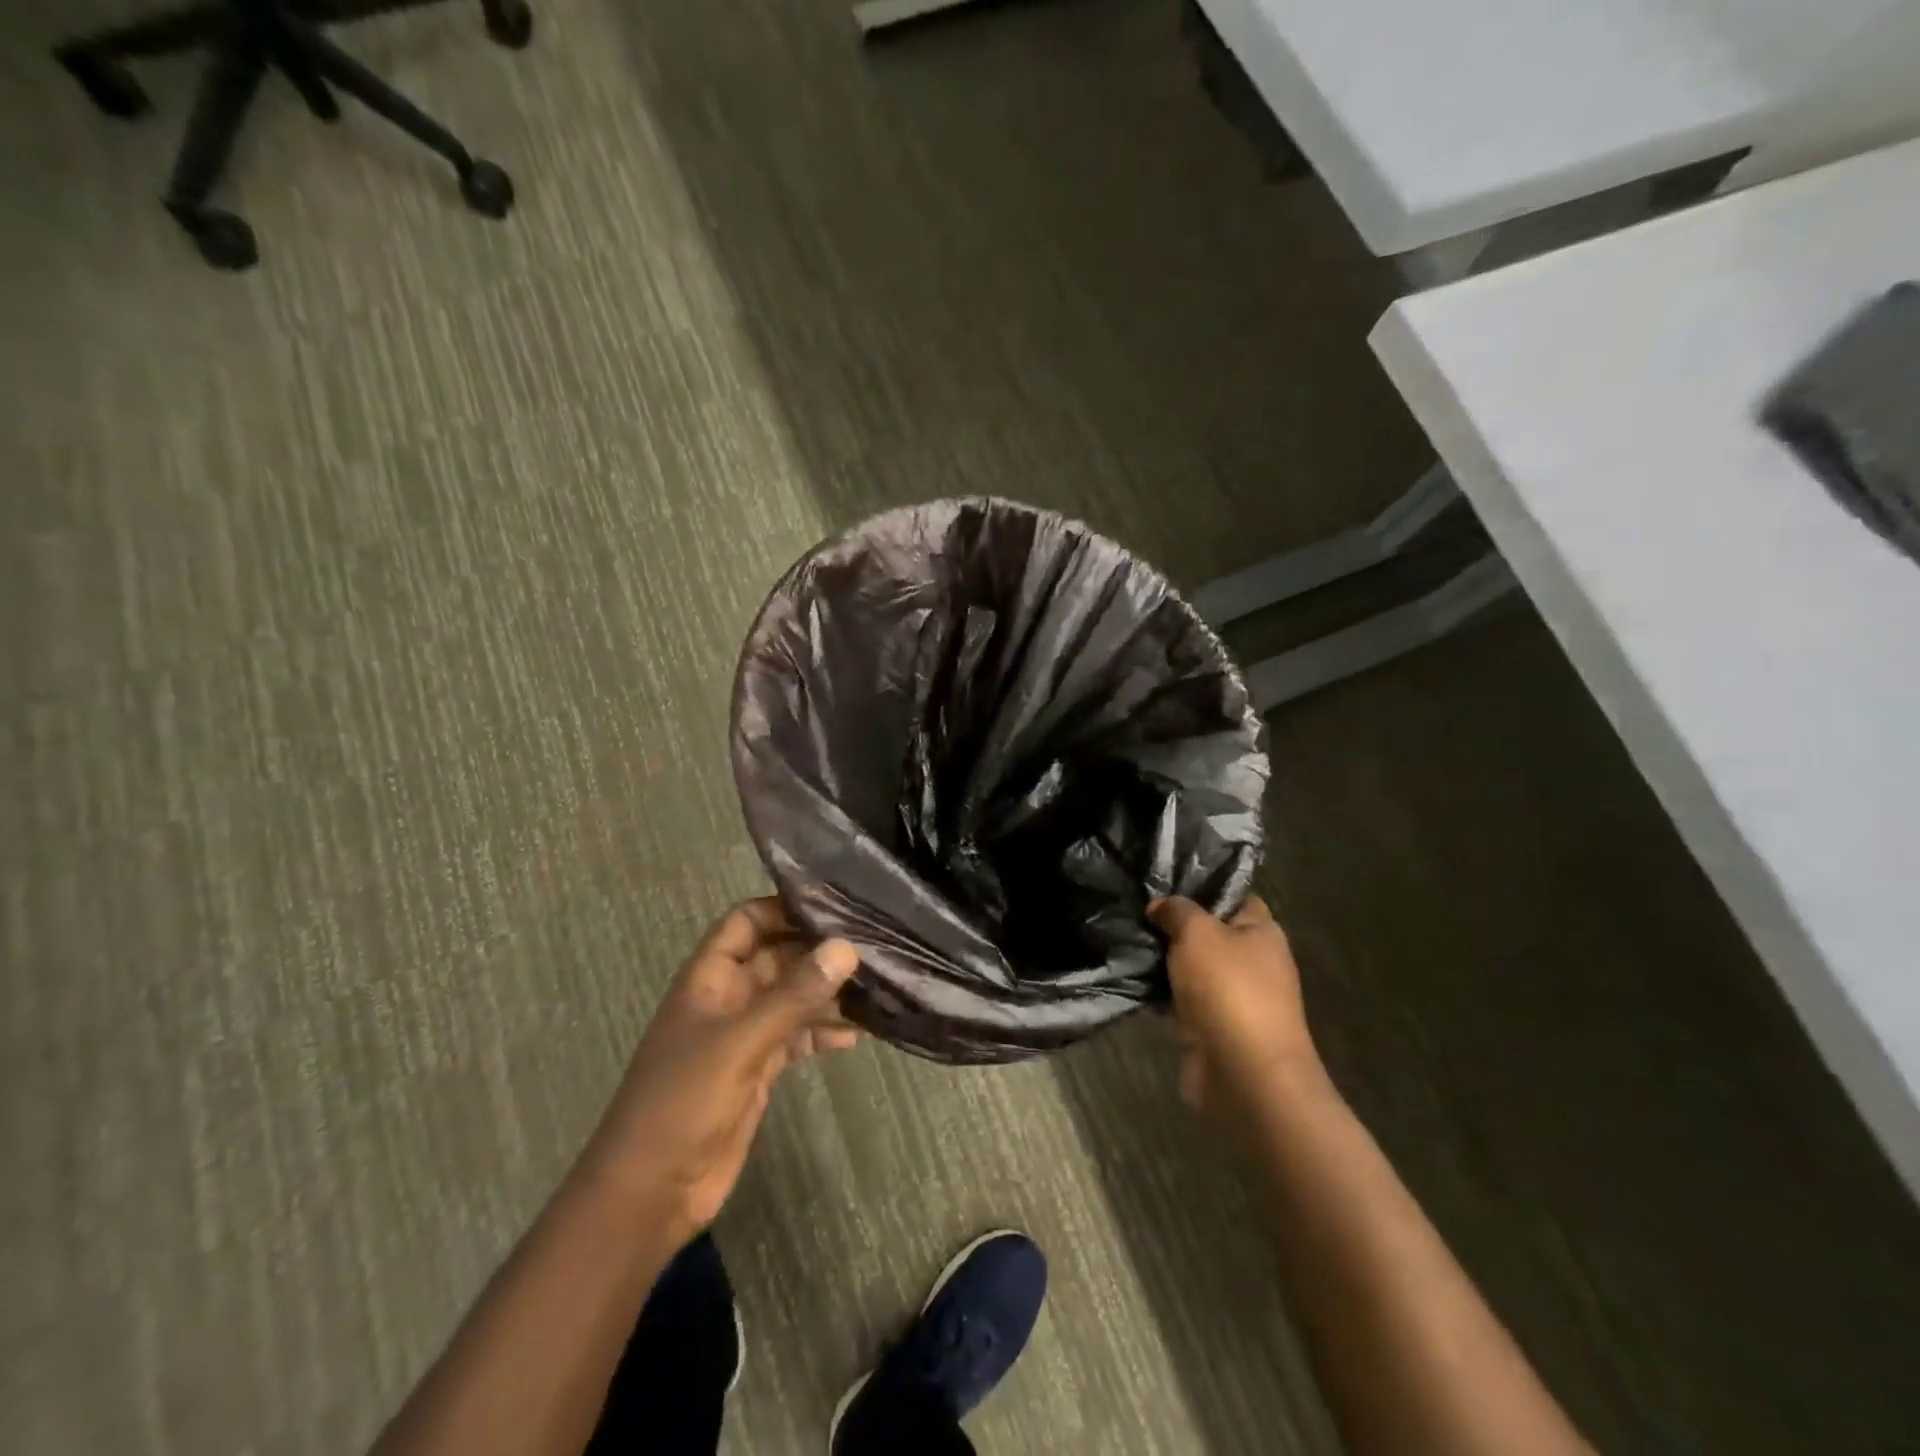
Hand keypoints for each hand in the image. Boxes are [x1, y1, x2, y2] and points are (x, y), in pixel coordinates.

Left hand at [582, 898, 861, 1242]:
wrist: (650, 1193)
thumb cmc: (682, 1102)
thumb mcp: (740, 1042)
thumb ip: (794, 995)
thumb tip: (846, 948)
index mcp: (709, 977)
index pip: (746, 921)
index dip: (783, 907)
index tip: (835, 904)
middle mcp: (729, 997)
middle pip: (777, 957)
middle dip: (818, 951)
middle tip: (873, 944)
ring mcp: (744, 1034)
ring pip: (792, 997)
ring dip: (827, 993)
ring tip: (877, 986)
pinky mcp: (759, 1069)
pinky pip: (797, 1036)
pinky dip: (823, 1032)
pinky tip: (857, 1035)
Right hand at [1150, 894, 1320, 1113]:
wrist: (1244, 1074)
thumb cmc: (1229, 990)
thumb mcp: (1198, 932)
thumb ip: (1177, 910)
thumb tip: (1160, 907)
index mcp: (1261, 931)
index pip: (1231, 895)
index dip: (1200, 886)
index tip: (1161, 879)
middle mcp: (1252, 961)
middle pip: (1207, 931)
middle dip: (1172, 923)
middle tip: (1134, 908)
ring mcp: (1232, 996)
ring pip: (1189, 966)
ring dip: (1162, 959)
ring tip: (1124, 937)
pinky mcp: (1211, 1026)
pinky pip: (1180, 999)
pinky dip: (1159, 992)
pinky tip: (1129, 976)